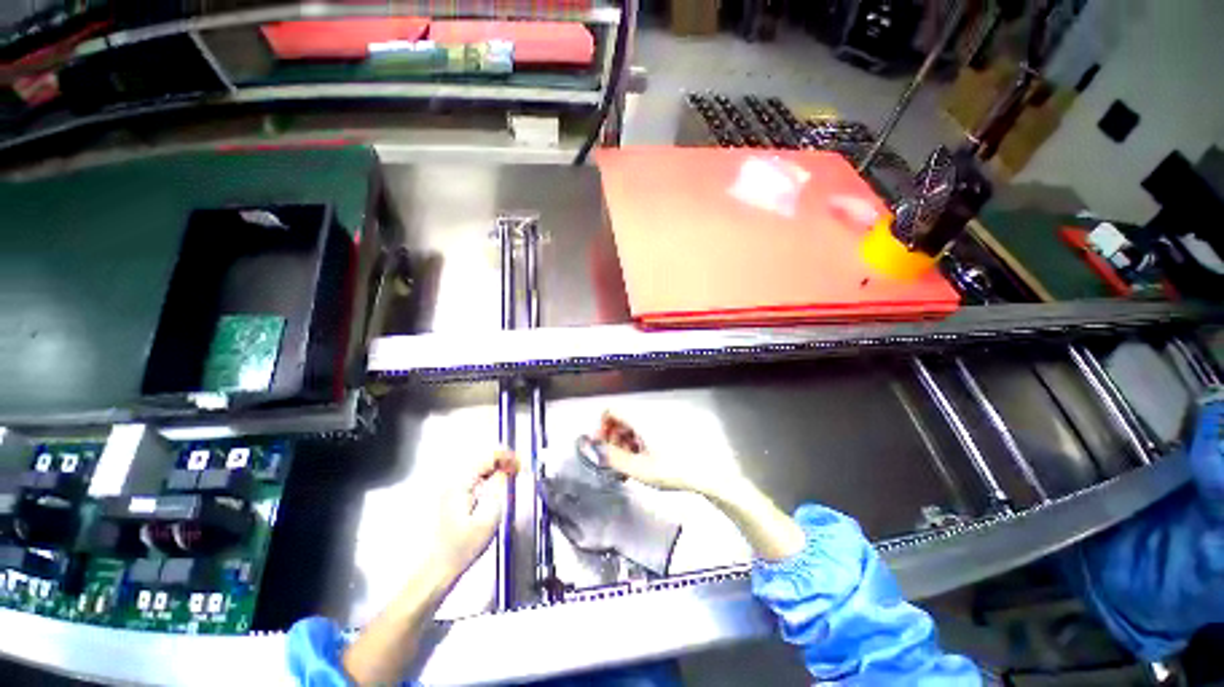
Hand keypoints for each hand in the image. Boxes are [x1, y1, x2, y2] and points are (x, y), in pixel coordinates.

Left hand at [433, 449, 518, 578]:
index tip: (521, 463)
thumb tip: (507, 469)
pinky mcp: (452, 496)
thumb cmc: (462, 547)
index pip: (488, 457)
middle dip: (503, 461)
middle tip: (519, 468)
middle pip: (482, 459)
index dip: (508, 457)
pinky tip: (497, 484)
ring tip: (511, 474)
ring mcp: (451, 488)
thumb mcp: (488, 517)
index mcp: (460, 483)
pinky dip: (489, 476)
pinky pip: (475, 477)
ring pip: (479, 467)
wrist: (438, 568)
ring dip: (497, 468)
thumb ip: (498, 488)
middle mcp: (453, 481)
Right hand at [597, 411, 742, 497]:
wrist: (707, 472)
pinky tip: (643, 460)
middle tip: (615, 459)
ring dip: (624, 441)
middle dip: (613, 437)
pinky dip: (638, 441)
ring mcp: (659, 420)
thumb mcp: (638, 468)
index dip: (601, 426)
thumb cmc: (672, 469)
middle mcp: (648, 414)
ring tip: (629, 464)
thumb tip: (597, 450)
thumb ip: (613, 458)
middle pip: (621, 418)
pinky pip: (644, 429)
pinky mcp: (667, 428)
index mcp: (640, 418)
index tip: (601, 446)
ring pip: (633, 425)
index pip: (611, 410)